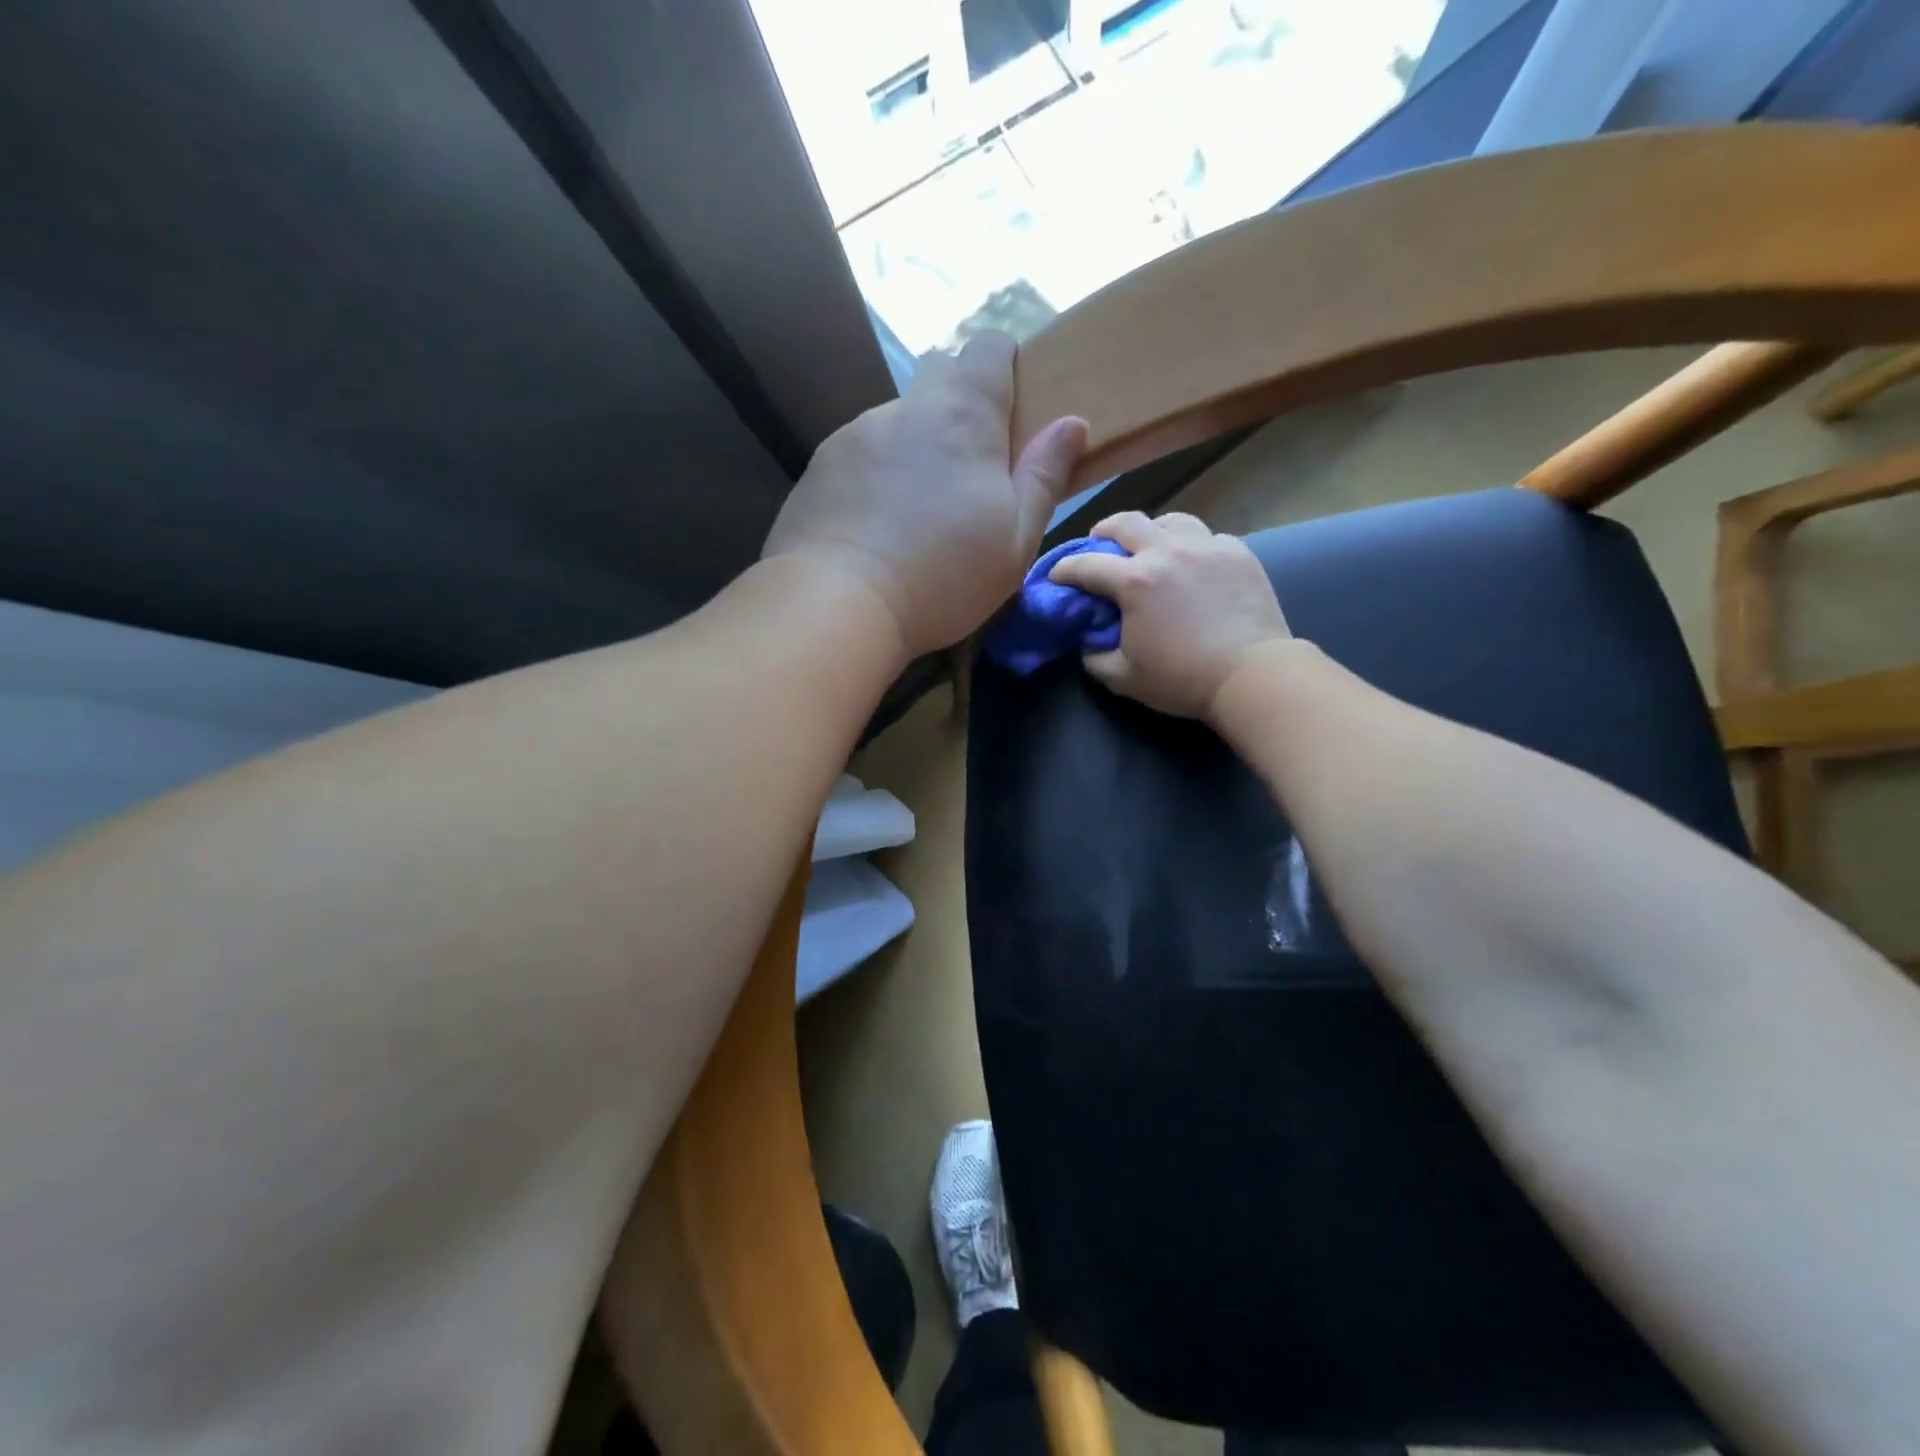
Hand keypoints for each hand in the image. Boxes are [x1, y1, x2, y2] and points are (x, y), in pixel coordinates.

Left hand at [761, 332, 1087, 657]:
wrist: (838, 605)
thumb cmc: (943, 577)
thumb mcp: (1016, 541)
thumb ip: (1044, 477)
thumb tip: (1071, 423)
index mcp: (964, 418)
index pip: (987, 347)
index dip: (1002, 364)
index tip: (1009, 406)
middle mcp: (906, 409)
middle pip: (940, 379)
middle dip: (959, 411)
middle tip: (967, 473)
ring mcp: (855, 434)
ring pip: (897, 424)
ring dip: (913, 449)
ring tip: (911, 512)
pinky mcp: (819, 466)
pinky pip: (859, 455)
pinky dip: (874, 476)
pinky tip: (872, 525)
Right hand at [1048, 511, 1290, 718]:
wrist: (1252, 674)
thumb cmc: (1183, 679)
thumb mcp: (1124, 678)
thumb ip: (1094, 657)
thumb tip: (1087, 642)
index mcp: (1134, 581)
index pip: (1086, 565)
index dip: (1064, 569)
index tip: (1056, 576)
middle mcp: (1167, 552)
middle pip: (1127, 522)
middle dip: (1104, 530)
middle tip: (1099, 542)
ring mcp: (1206, 547)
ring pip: (1171, 520)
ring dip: (1152, 530)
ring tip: (1151, 546)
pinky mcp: (1239, 553)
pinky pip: (1208, 536)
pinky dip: (1193, 545)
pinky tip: (1194, 562)